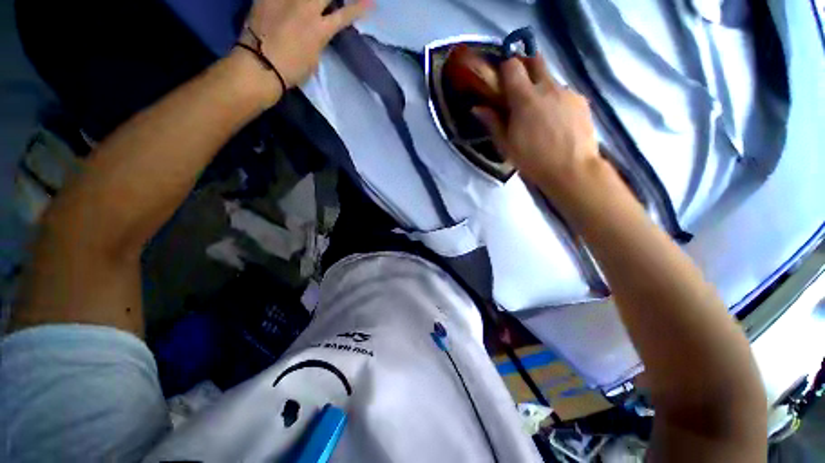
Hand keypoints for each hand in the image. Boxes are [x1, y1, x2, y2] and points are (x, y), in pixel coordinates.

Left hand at [241, 0, 371, 87]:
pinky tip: (290, 4)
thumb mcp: (313, 58)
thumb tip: (318, 29)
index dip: (359, 7)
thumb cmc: (292, 71)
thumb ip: (318, 39)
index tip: (370, 2)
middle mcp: (305, 8)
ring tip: (313, 5)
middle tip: (334, 1)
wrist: (260, 66)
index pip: (345, 14)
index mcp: (319, 30)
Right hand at [472, 56, 602, 198]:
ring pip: (550, 79)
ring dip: (541, 88)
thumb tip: (478, 108)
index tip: (501, 81)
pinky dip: (556, 100)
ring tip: (540, 114)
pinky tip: (556, 121)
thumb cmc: (532, 159)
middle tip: (519, 88)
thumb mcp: (506, 145)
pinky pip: (564, 92)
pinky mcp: (581, 100)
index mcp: (525, 98)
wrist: (572, 169)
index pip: (512, 66)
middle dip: (525, 67)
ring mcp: (567, 92)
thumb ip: (492, 122)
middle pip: (535, 60)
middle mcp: (547, 87)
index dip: (505, 68)